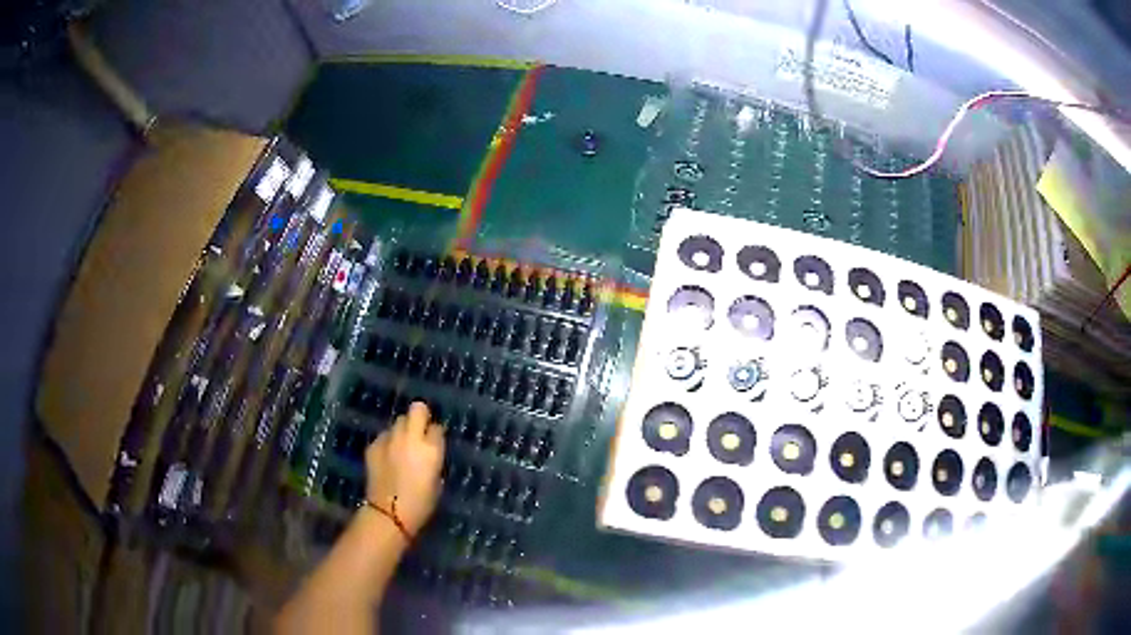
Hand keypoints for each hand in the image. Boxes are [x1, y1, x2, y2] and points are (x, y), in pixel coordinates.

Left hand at [364, 402, 445, 535]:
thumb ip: (434, 461)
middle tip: (419, 431)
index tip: (434, 442)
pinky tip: (387, 458)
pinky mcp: (373, 446)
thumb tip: (429, 452)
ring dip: (402, 430)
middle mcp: (410, 438)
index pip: (437, 427)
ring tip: (401, 446)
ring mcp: (389, 440)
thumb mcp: (437, 482)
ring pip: (397, 422)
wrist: (388, 513)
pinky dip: (387, 443)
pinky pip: (383, 437)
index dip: (436, 434)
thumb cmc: (420, 504)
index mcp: (431, 449)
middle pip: (416, 409)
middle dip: (419, 417)